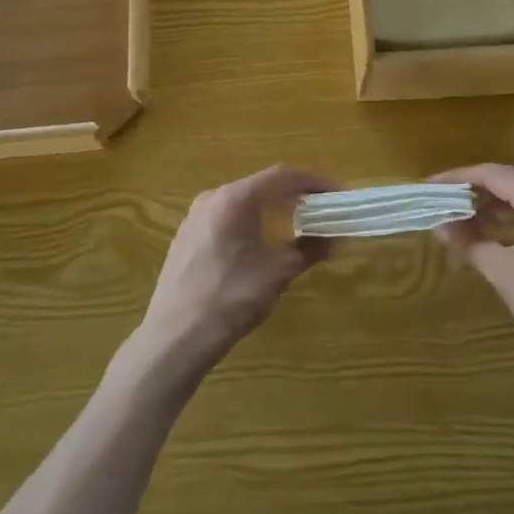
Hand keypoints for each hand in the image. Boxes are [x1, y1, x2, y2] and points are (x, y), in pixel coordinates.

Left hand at [138, 165, 339, 374]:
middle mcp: (213, 197)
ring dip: (273, 209)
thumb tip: (335, 239)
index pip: (283, 176)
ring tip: (298, 224)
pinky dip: (251, 221)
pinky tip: (262, 242)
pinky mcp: (186, 237)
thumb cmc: (231, 298)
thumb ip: (309, 249)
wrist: (176, 337)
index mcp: (236, 198)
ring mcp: (195, 216)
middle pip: (262, 185)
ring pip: (243, 201)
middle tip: (322, 209)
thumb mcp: (278, 272)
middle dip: (295, 195)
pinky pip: (227, 217)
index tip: (338, 194)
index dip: (314, 182)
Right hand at [432, 163, 513, 381]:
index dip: (460, 178)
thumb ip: (471, 243)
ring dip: (500, 205)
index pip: (494, 174)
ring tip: (470, 222)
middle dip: (479, 190)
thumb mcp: (505, 274)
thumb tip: (442, 226)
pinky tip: (505, 236)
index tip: (433, 186)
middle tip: (448, 203)